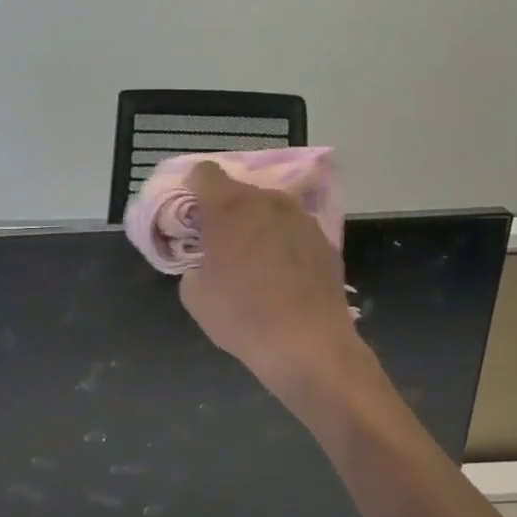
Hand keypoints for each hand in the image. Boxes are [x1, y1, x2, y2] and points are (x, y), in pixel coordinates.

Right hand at [177, 163, 361, 398]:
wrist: (308, 344)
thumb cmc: (242, 316)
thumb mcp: (194, 294)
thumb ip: (194, 263)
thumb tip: (206, 261)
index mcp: (229, 206)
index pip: (204, 172)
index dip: (193, 188)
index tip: (191, 214)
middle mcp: (267, 200)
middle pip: (239, 190)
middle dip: (226, 210)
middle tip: (220, 241)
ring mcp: (301, 217)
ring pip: (269, 208)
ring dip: (257, 224)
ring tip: (254, 259)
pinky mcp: (324, 239)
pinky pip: (293, 230)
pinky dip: (282, 242)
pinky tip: (282, 274)